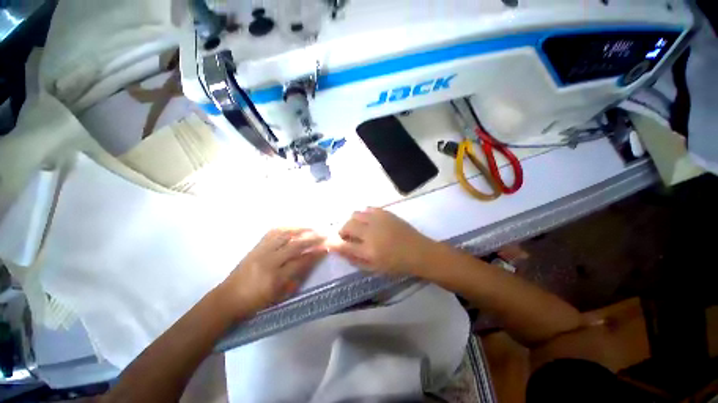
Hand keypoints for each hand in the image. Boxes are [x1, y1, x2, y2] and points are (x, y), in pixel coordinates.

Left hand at [220, 228, 326, 314]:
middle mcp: (268, 262)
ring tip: (311, 227)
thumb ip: (295, 278)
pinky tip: (293, 227)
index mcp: (275, 279)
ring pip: (283, 235)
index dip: (315, 254)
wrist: (227, 299)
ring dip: (300, 229)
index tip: (326, 247)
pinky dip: (285, 228)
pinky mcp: (255, 247)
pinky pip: (272, 233)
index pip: (300, 262)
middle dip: (312, 238)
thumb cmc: (255, 302)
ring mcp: (260, 252)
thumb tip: (309, 262)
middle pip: (294, 245)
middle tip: (323, 234)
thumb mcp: (278, 296)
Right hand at [329, 208, 432, 275]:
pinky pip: (368, 209)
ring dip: (352, 221)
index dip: (334, 244)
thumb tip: (340, 251)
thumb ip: (355, 260)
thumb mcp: (374, 268)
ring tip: (358, 228)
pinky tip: (369, 221)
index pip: (343, 245)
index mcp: (368, 250)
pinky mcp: (386, 212)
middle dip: (343, 231)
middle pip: (347, 225)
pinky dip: (364, 214)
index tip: (330, 243)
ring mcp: (378, 220)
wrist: (419, 251)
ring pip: (356, 214)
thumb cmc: (397, 264)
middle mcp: (371, 232)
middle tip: (347, 236)